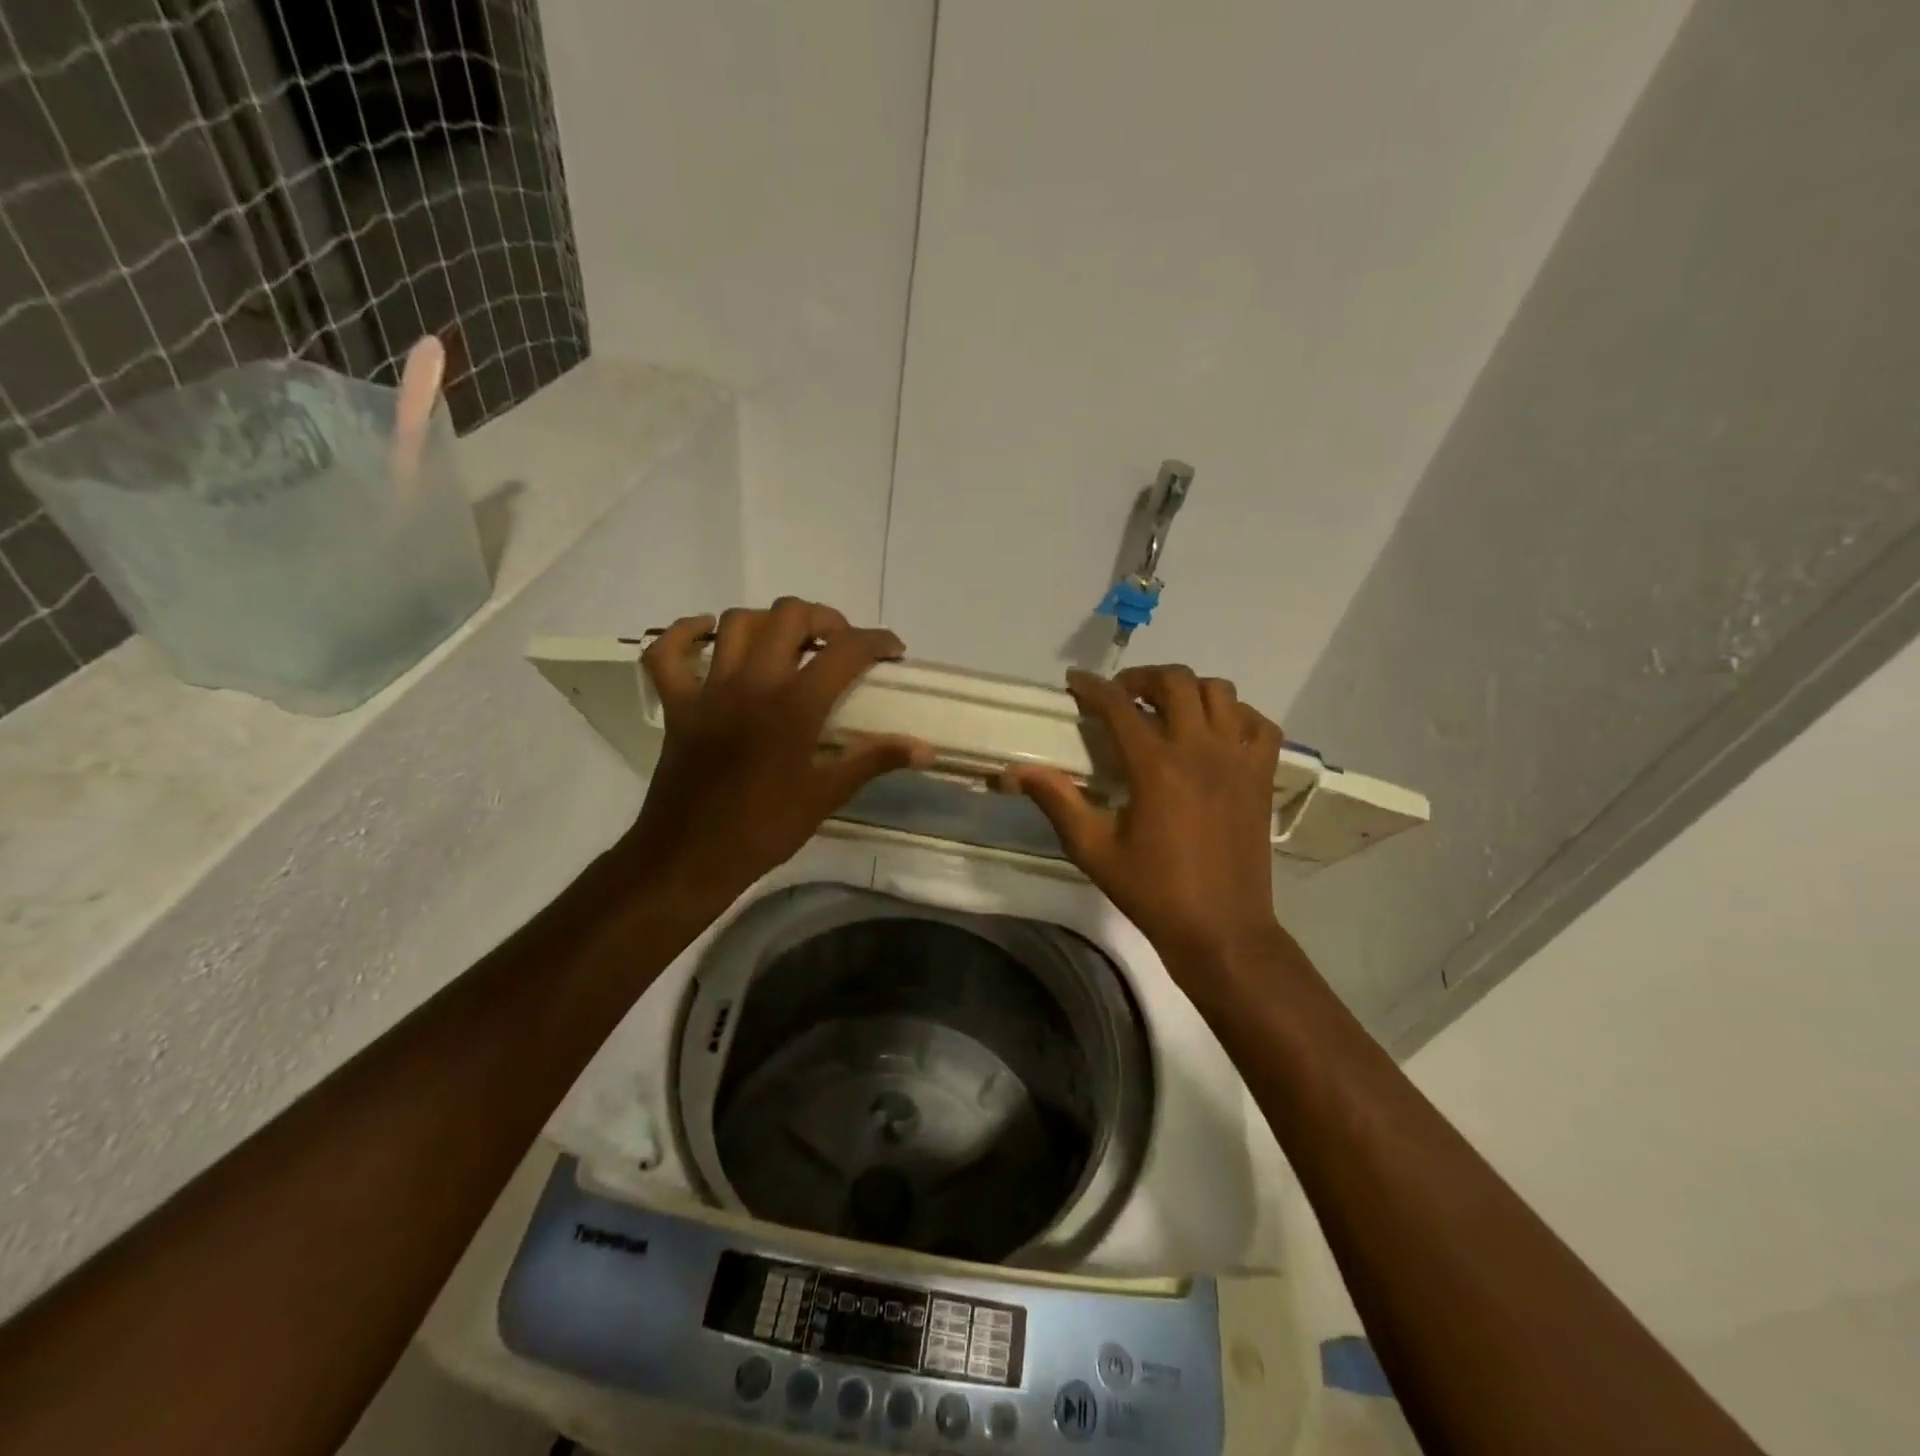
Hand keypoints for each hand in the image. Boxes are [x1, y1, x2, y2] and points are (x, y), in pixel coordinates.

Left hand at [623, 599, 931, 914]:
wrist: (691, 858)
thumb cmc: (764, 829)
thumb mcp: (827, 795)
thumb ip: (875, 760)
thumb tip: (925, 748)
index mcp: (794, 706)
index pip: (845, 650)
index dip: (876, 641)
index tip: (892, 651)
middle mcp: (752, 684)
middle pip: (790, 616)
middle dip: (824, 619)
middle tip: (839, 646)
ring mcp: (708, 690)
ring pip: (736, 622)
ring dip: (768, 622)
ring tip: (787, 643)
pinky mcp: (677, 704)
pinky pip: (667, 652)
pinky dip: (685, 633)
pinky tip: (708, 634)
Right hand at [1003, 665, 1284, 974]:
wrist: (1222, 929)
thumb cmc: (1153, 892)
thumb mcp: (1094, 850)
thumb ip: (1058, 801)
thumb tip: (1017, 769)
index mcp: (1156, 767)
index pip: (1119, 706)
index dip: (1093, 686)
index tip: (1075, 681)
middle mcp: (1201, 750)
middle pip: (1176, 682)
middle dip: (1143, 678)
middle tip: (1121, 696)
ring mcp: (1238, 760)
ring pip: (1220, 693)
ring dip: (1189, 690)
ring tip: (1167, 709)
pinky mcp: (1262, 777)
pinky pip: (1259, 724)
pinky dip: (1237, 715)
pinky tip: (1216, 732)